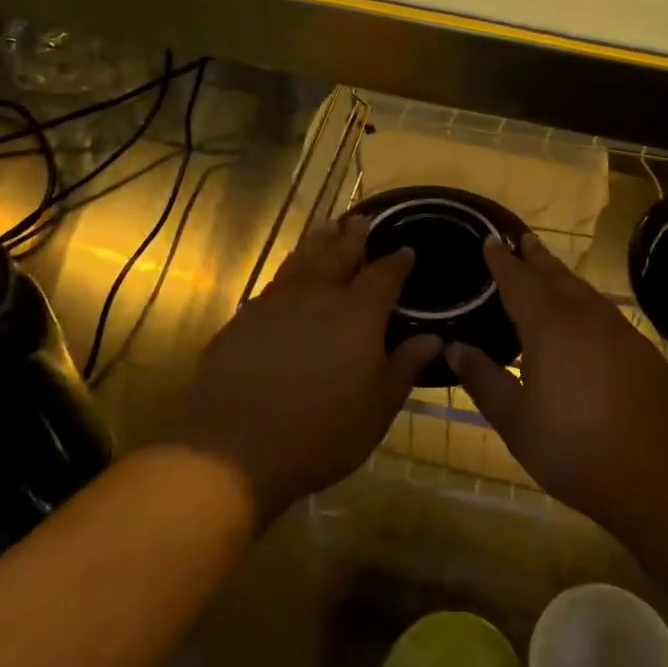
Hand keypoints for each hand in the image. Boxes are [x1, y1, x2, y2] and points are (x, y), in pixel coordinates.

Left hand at [173, 216, 438, 521]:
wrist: (233, 447)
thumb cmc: (320, 432)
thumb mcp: (377, 408)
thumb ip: (405, 367)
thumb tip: (433, 338)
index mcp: (358, 313)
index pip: (384, 275)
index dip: (397, 261)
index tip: (406, 249)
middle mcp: (319, 295)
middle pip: (340, 254)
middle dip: (354, 236)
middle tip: (362, 219)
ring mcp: (277, 302)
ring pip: (303, 259)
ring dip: (318, 241)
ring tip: (327, 227)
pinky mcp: (245, 317)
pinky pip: (275, 282)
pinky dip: (289, 269)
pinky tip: (289, 275)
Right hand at [448, 233, 667, 537]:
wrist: (664, 476)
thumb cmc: (577, 451)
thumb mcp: (517, 423)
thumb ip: (484, 380)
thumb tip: (454, 347)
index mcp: (550, 327)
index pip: (519, 281)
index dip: (502, 260)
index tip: (490, 239)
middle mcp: (585, 317)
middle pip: (555, 276)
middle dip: (535, 257)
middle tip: (521, 239)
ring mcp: (619, 331)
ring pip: (583, 291)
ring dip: (561, 276)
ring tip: (548, 271)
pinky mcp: (642, 349)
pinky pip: (604, 312)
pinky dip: (585, 302)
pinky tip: (584, 318)